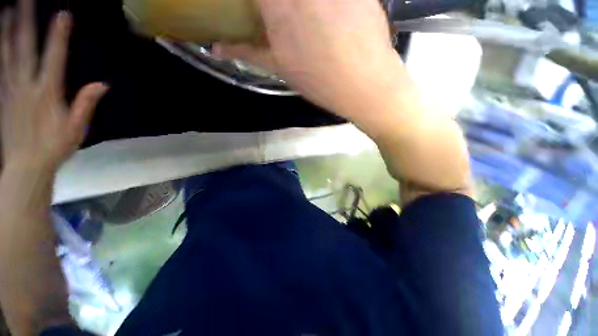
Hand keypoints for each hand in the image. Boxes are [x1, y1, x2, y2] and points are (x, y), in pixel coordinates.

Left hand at [0, 0, 108, 172]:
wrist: (26, 166)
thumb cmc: (55, 147)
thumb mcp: (77, 129)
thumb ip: (86, 104)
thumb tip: (102, 84)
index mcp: (47, 93)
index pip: (54, 57)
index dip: (59, 35)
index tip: (63, 14)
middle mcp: (26, 85)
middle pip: (25, 48)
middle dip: (26, 21)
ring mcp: (10, 89)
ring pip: (7, 53)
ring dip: (7, 30)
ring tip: (7, 9)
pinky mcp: (2, 96)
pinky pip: (0, 67)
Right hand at [213, 0, 405, 123]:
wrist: (366, 84)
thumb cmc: (321, 82)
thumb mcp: (281, 69)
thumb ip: (248, 51)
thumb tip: (217, 48)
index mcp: (278, 5)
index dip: (256, 2)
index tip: (260, 12)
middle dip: (276, 6)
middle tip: (279, 14)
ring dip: (300, 8)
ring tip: (303, 20)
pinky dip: (326, 6)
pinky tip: (323, 15)